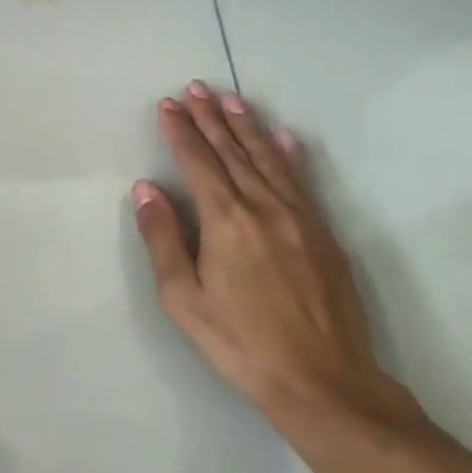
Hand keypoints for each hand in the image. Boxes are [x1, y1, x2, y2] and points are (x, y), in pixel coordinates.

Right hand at [133, 82, 421, 432]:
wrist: (325, 384)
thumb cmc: (240, 343)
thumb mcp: (183, 298)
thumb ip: (163, 238)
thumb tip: (146, 189)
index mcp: (226, 220)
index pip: (198, 162)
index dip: (180, 131)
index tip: (168, 104)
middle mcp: (263, 207)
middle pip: (232, 151)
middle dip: (210, 117)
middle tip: (196, 88)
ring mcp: (299, 218)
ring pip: (268, 159)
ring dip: (247, 126)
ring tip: (232, 100)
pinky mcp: (324, 234)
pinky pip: (302, 181)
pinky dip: (290, 155)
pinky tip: (284, 137)